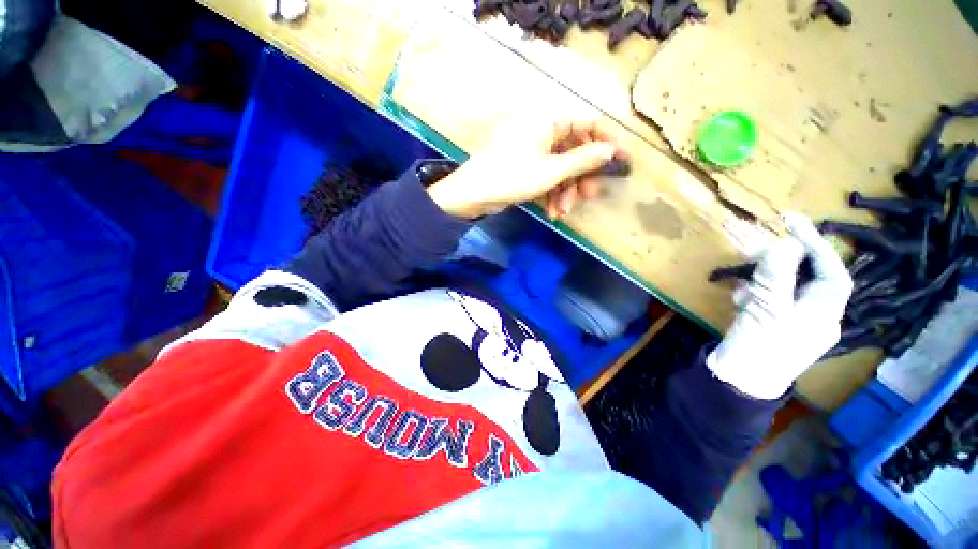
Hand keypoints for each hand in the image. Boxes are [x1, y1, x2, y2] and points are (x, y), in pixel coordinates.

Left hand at [426, 118, 626, 219]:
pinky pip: (545, 177)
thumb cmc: (511, 177)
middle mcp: (542, 131)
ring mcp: (532, 150)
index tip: (620, 163)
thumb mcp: (551, 171)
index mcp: (549, 121)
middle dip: (580, 178)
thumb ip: (583, 160)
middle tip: (588, 197)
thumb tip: (611, 151)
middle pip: (574, 151)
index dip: (605, 143)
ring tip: (562, 212)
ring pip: (560, 168)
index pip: (587, 124)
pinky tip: (551, 212)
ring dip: (564, 192)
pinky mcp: (524, 167)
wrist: (472, 194)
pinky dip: (550, 194)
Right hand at [707, 213, 853, 399]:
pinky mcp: (769, 324)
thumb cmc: (759, 348)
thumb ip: (777, 276)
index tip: (794, 223)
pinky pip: (766, 299)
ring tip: (744, 285)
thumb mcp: (768, 310)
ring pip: (782, 287)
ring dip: (762, 279)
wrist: (737, 382)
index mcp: (824, 313)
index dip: (816, 245)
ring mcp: (790, 320)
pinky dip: (753, 294)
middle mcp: (813, 314)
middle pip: (806, 277)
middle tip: (760, 247)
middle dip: (783, 261)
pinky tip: (739, 300)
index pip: (831, 272)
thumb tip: (785, 243)